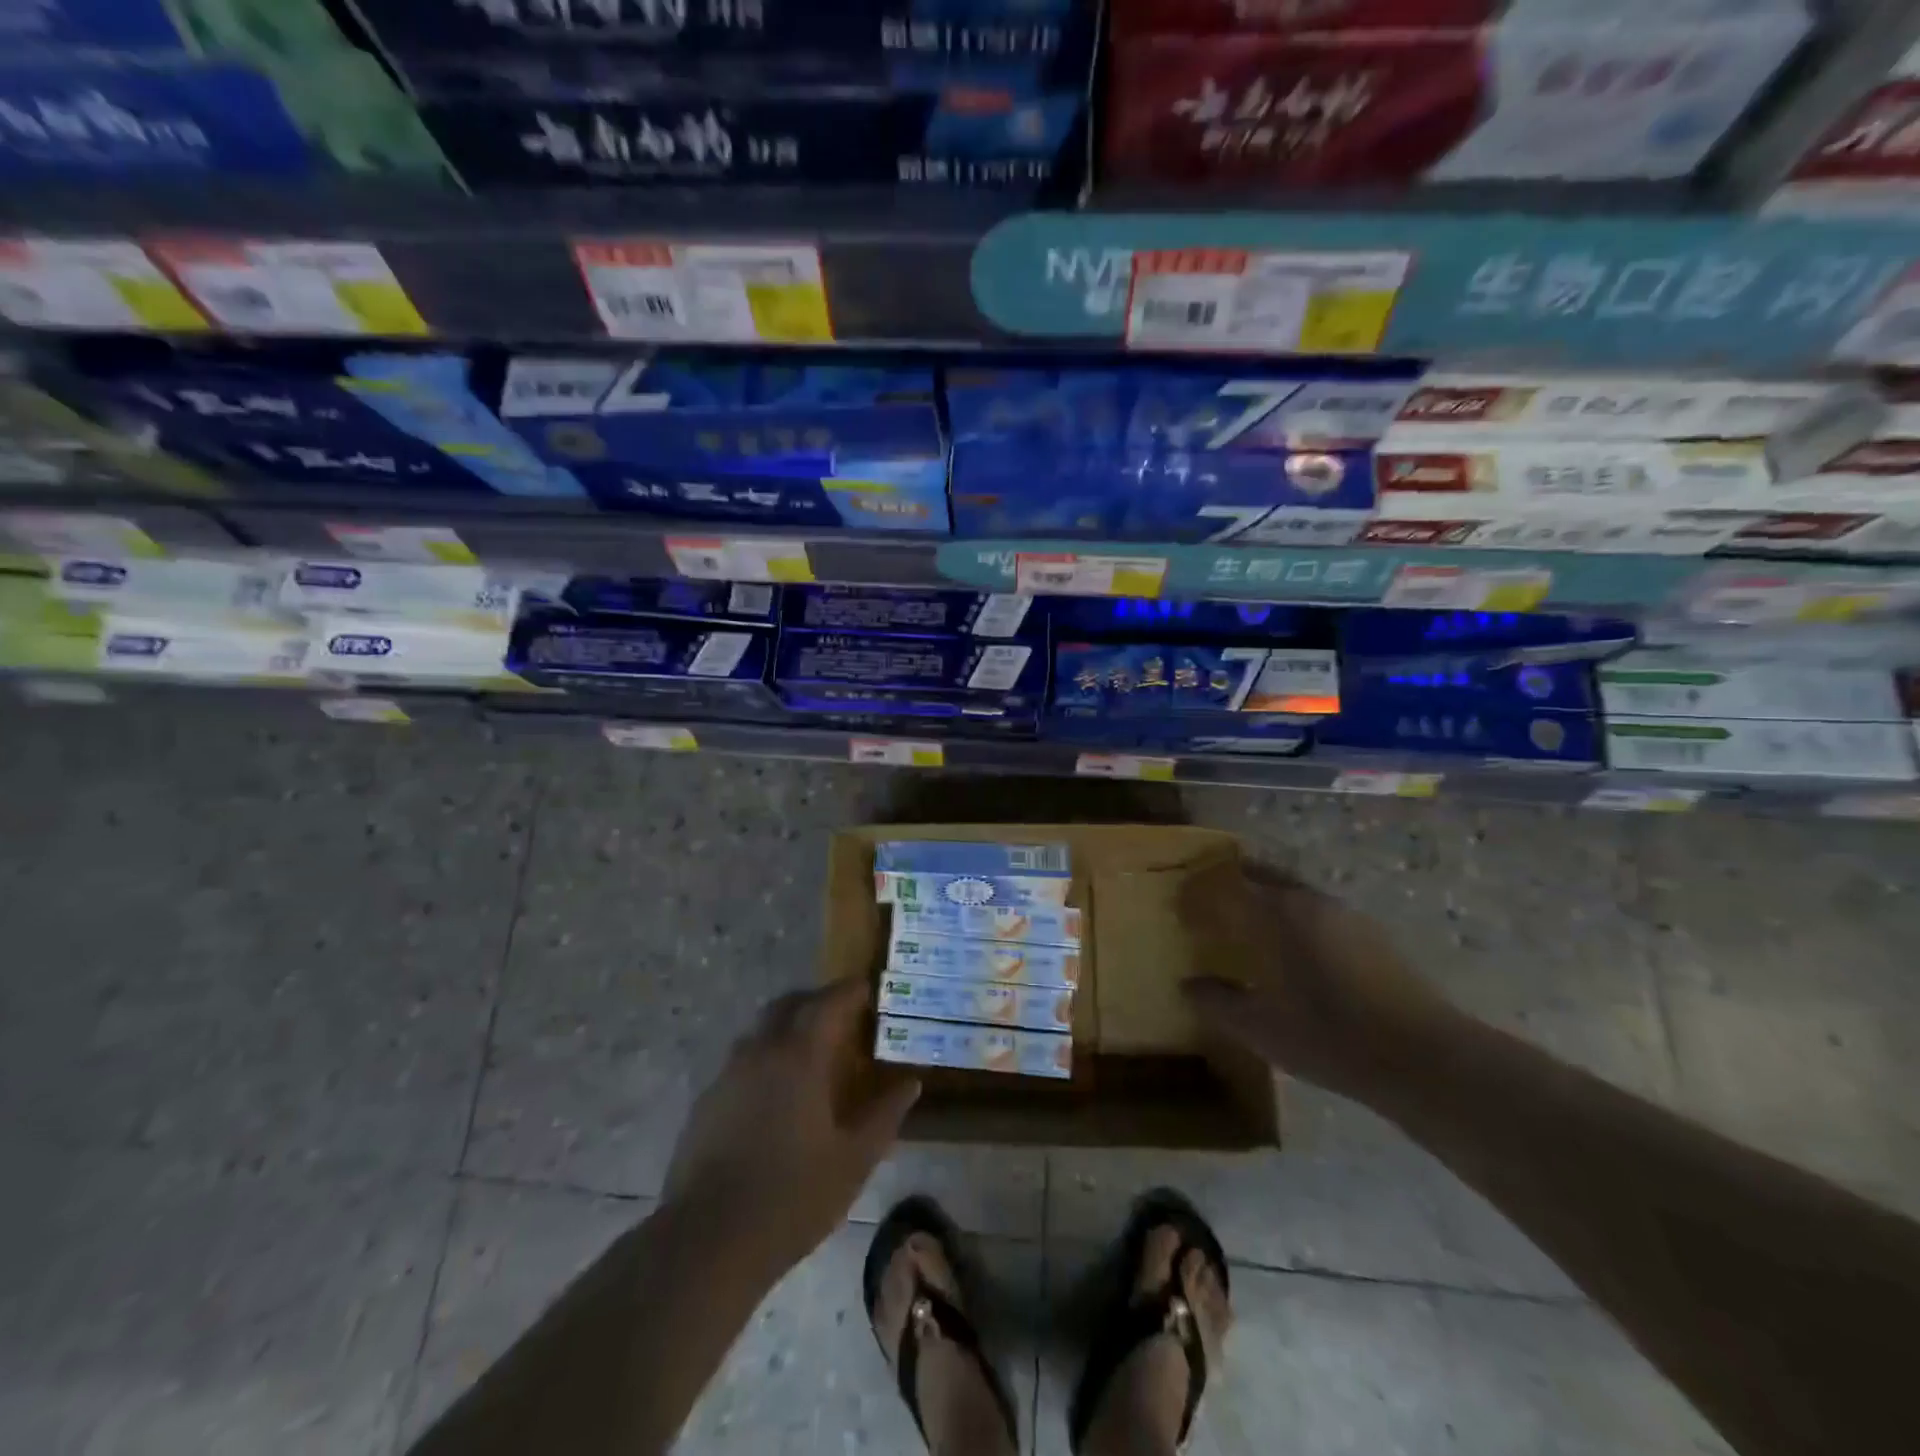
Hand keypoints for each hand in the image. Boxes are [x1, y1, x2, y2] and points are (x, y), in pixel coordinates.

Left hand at [663, 978, 919, 1274]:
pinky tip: (778, 1094)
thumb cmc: (793, 1197)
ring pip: (762, 1030)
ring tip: (813, 1054)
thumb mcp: (854, 1159)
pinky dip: (766, 1058)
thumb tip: (911, 1083)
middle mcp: (762, 1051)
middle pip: (790, 1004)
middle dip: (817, 1001)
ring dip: (789, 1028)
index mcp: (800, 1057)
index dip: (851, 990)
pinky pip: (743, 1061)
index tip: (870, 988)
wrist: (708, 1241)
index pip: (829, 1002)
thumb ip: (885, 1114)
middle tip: (844, 1016)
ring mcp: (729, 1074)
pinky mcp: (707, 1101)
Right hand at [1178, 859, 1462, 1104]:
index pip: (1224, 886)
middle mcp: (1307, 899)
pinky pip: (1316, 910)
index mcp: (1275, 913)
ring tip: (1250, 931)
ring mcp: (1343, 913)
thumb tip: (1187, 984)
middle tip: (1210, 910)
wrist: (1424, 1057)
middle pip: (1259, 874)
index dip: (1197, 894)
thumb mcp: (1259, 1028)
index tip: (1180, 910)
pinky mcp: (1370, 932)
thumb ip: (1217, 1002)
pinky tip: (1295, 954)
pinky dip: (1293, 918)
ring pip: (1290, 890)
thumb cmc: (1329, 1037)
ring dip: (1264, 900)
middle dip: (1230, 885)